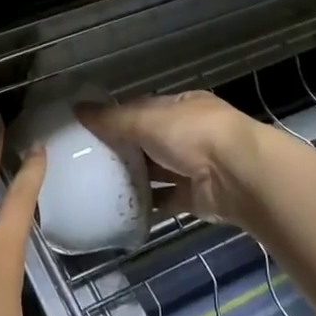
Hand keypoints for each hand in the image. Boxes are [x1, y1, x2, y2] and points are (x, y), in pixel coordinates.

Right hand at [77, 91, 262, 227]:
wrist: (237, 175)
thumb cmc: (192, 134)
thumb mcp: (146, 120)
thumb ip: (112, 119)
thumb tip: (77, 109)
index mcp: (182, 106)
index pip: (145, 108)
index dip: (119, 117)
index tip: (91, 129)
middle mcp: (190, 134)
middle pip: (150, 141)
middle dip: (124, 150)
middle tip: (88, 161)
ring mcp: (195, 166)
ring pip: (158, 171)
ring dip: (135, 178)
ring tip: (99, 186)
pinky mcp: (196, 197)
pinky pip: (166, 200)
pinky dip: (148, 205)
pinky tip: (122, 209)